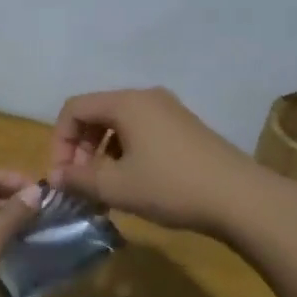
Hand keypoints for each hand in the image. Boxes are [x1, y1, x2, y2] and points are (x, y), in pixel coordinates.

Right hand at [49, 88, 258, 235]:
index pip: (74, 108)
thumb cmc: (171, 187)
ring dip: (102, 152)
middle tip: (80, 182)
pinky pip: (142, 131)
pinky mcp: (185, 128)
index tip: (62, 175)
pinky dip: (126, 151)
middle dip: (80, 147)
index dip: (59, 141)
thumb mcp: (117, 187)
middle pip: (96, 113)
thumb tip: (56, 176)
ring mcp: (169, 110)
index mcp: (126, 103)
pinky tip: (134, 182)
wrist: (241, 198)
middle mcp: (146, 97)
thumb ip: (79, 179)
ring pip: (120, 124)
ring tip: (105, 186)